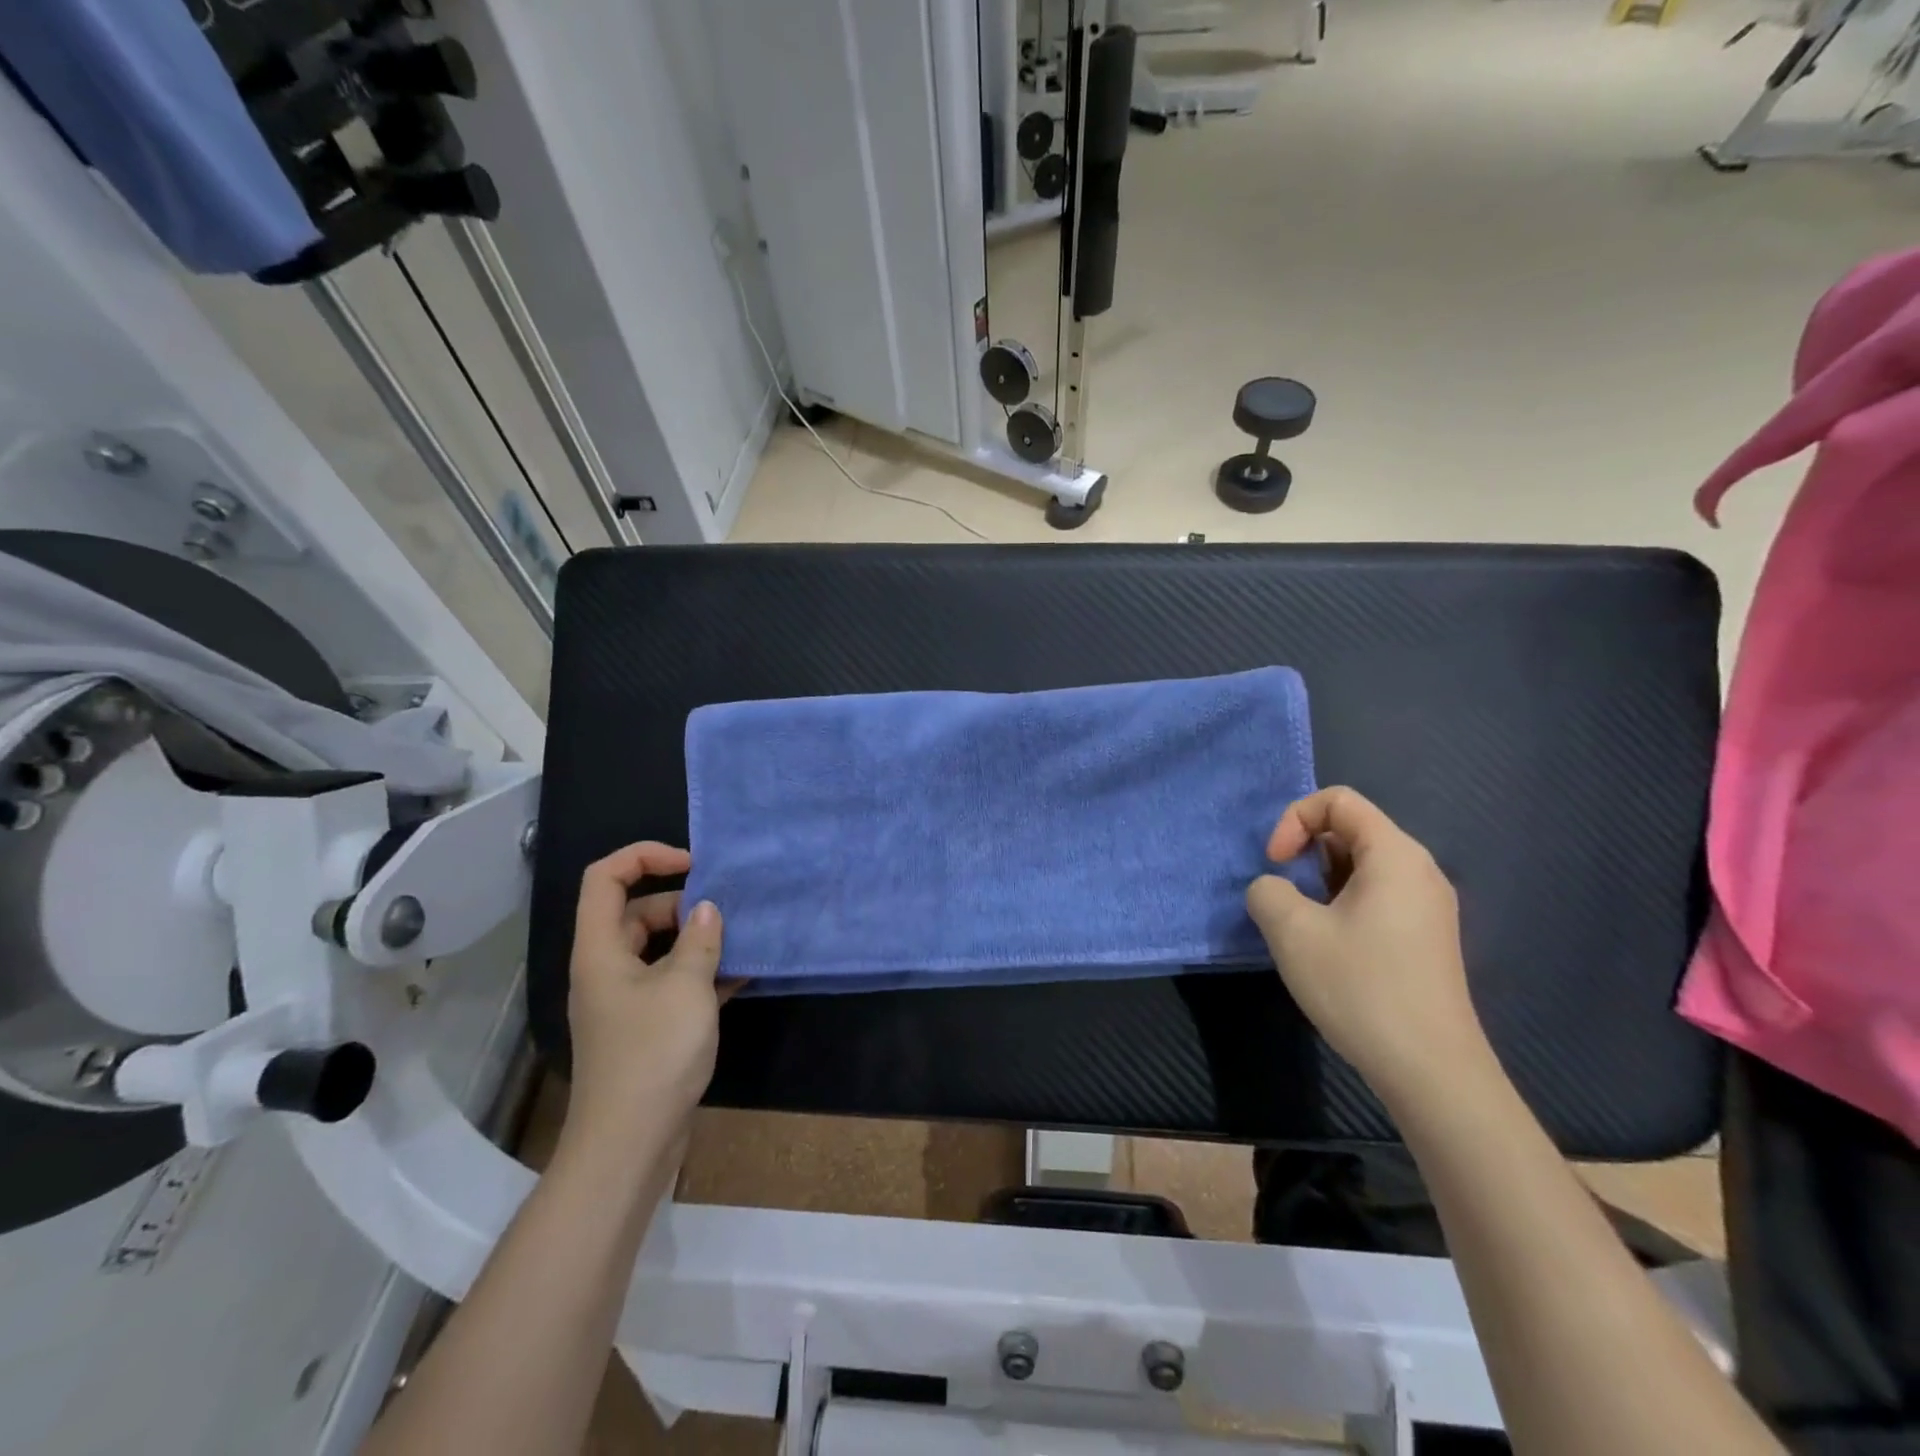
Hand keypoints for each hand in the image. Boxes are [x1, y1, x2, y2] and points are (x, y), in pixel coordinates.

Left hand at [564, 843, 734, 1146]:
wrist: (630, 1143)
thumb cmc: (653, 1054)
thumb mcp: (685, 986)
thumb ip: (700, 940)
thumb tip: (707, 909)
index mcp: (601, 949)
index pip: (605, 877)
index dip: (645, 856)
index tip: (693, 865)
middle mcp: (607, 967)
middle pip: (637, 910)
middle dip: (683, 903)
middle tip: (727, 910)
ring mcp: (626, 998)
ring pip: (659, 947)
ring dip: (698, 939)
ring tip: (743, 937)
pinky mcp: (646, 1024)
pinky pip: (673, 980)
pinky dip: (702, 971)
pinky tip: (742, 973)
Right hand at [1245, 787, 1489, 1108]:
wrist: (1432, 1072)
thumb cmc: (1361, 988)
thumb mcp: (1291, 931)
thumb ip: (1267, 891)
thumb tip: (1274, 890)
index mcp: (1395, 855)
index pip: (1338, 801)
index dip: (1295, 820)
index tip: (1276, 864)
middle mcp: (1419, 871)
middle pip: (1352, 830)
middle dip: (1305, 852)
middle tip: (1284, 895)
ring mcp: (1427, 907)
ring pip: (1361, 867)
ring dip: (1319, 882)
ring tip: (1301, 924)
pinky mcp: (1425, 938)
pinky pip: (1376, 897)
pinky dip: (1341, 904)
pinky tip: (1328, 948)